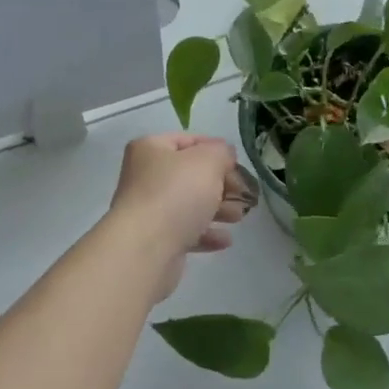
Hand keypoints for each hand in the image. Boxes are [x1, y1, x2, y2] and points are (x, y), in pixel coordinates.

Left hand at [108, 135, 254, 293]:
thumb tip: (224, 154)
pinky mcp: (155, 239)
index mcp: (150, 149)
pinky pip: (186, 231)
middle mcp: (145, 176)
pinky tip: (225, 240)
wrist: (146, 248)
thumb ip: (222, 152)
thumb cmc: (177, 194)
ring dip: (217, 209)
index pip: (188, 140)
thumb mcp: (208, 161)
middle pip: (191, 174)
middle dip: (221, 184)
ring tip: (238, 217)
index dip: (216, 149)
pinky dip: (206, 233)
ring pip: (190, 204)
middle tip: (244, 194)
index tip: (238, 164)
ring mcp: (148, 209)